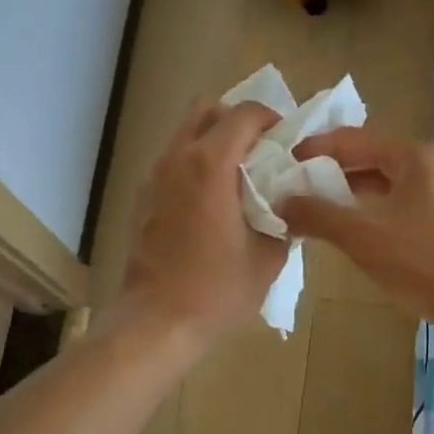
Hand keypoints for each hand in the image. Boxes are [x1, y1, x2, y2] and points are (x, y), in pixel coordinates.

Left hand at [118, 99, 288, 347]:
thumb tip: (291, 207)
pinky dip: (195, 167)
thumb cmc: (217, 290)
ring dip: (214, 144)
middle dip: (237, 121)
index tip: (287, 143)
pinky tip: (211, 206)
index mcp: (210, 165)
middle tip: (260, 153)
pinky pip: (173, 164)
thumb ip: (286, 221)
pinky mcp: (143, 200)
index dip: (272, 120)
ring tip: (238, 180)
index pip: (244, 114)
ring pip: (185, 135)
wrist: (158, 322)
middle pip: (206, 110)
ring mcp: (154, 178)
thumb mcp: (268, 258)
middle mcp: (177, 159)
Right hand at [278, 128, 433, 322]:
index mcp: (410, 156)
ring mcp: (433, 194)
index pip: (351, 139)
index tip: (282, 165)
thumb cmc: (419, 260)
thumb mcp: (361, 235)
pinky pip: (390, 205)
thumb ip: (317, 214)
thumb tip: (281, 203)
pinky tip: (344, 231)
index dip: (314, 149)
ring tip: (310, 210)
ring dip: (344, 194)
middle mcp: (424, 166)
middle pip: (365, 158)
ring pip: (378, 184)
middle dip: (327, 172)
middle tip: (291, 188)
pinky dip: (364, 212)